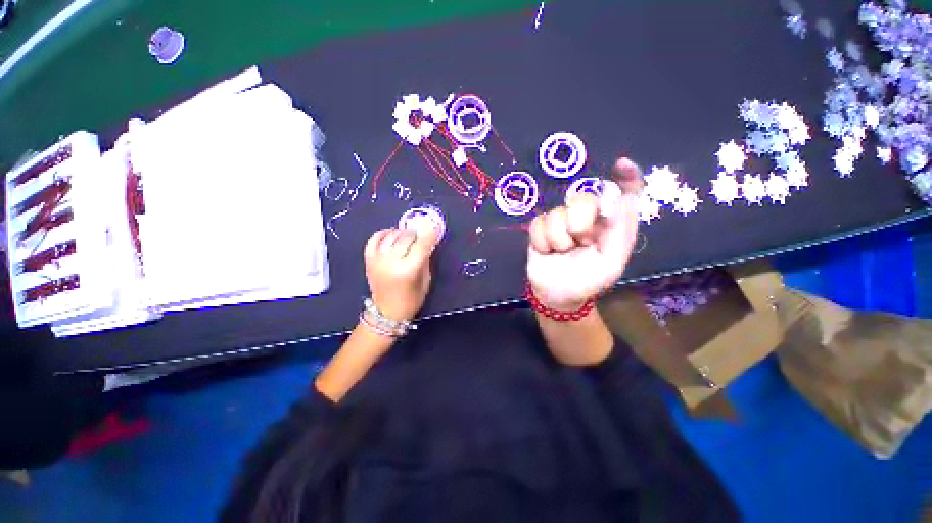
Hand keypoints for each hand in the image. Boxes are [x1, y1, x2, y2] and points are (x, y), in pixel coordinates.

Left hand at [364, 226, 438, 321]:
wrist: (386, 312)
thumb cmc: (411, 299)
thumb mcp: (425, 280)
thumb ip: (425, 259)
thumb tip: (427, 241)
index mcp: (408, 270)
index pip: (421, 245)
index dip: (429, 233)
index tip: (434, 225)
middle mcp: (391, 262)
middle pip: (406, 237)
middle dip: (416, 233)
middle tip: (421, 236)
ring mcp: (377, 260)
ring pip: (391, 235)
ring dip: (402, 232)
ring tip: (408, 236)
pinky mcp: (368, 260)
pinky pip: (374, 239)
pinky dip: (383, 233)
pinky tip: (391, 234)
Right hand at [527, 157, 643, 309]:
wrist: (557, 295)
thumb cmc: (588, 281)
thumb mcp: (611, 263)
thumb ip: (619, 231)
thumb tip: (620, 197)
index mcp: (609, 225)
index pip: (623, 194)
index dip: (626, 178)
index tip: (622, 165)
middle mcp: (586, 218)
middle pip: (582, 199)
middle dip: (579, 225)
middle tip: (580, 244)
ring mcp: (561, 221)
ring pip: (557, 214)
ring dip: (559, 240)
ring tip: (561, 252)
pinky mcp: (541, 227)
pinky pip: (538, 224)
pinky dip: (543, 242)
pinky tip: (547, 252)